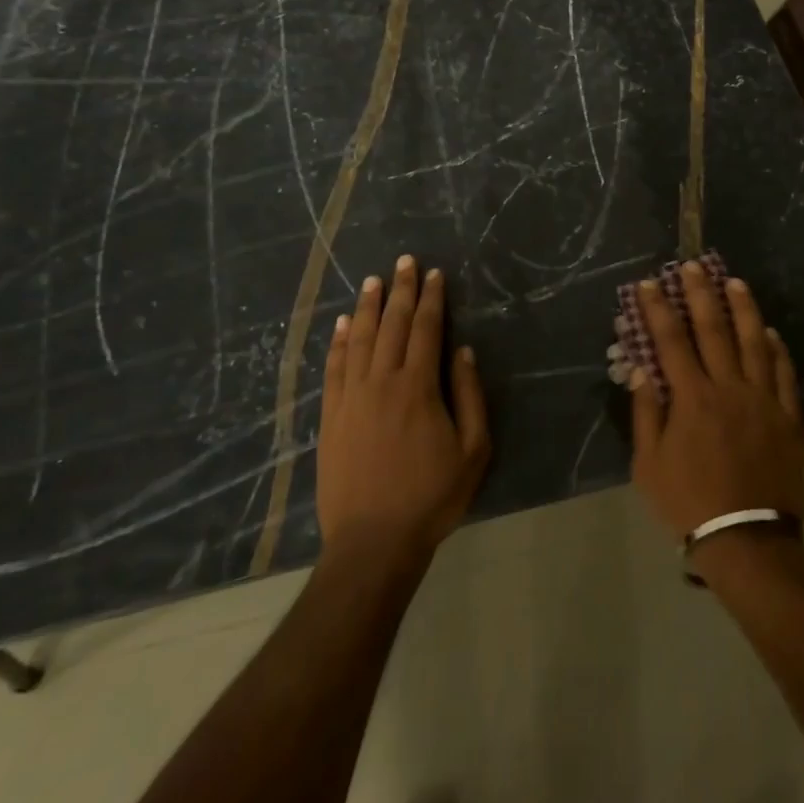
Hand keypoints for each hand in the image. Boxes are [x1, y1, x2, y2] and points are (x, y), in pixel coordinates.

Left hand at [317, 256, 489, 558]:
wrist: (373, 541)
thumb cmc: (432, 496)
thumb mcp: (473, 450)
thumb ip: (469, 396)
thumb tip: (463, 351)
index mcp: (418, 387)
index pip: (425, 330)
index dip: (431, 299)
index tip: (434, 274)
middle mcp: (382, 382)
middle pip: (391, 325)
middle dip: (400, 290)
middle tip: (404, 261)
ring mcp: (351, 398)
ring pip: (358, 339)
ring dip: (366, 306)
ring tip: (373, 280)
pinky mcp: (331, 416)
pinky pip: (333, 368)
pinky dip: (337, 342)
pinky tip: (341, 324)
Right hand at [629, 260, 803, 539]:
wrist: (747, 539)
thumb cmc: (689, 503)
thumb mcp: (649, 464)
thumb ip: (647, 413)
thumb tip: (641, 370)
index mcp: (692, 398)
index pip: (671, 341)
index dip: (658, 309)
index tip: (649, 284)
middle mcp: (728, 388)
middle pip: (713, 330)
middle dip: (700, 294)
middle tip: (692, 266)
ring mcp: (763, 400)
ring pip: (754, 343)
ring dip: (743, 309)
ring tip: (734, 282)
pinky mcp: (789, 418)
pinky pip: (784, 374)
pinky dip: (777, 350)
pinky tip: (770, 333)